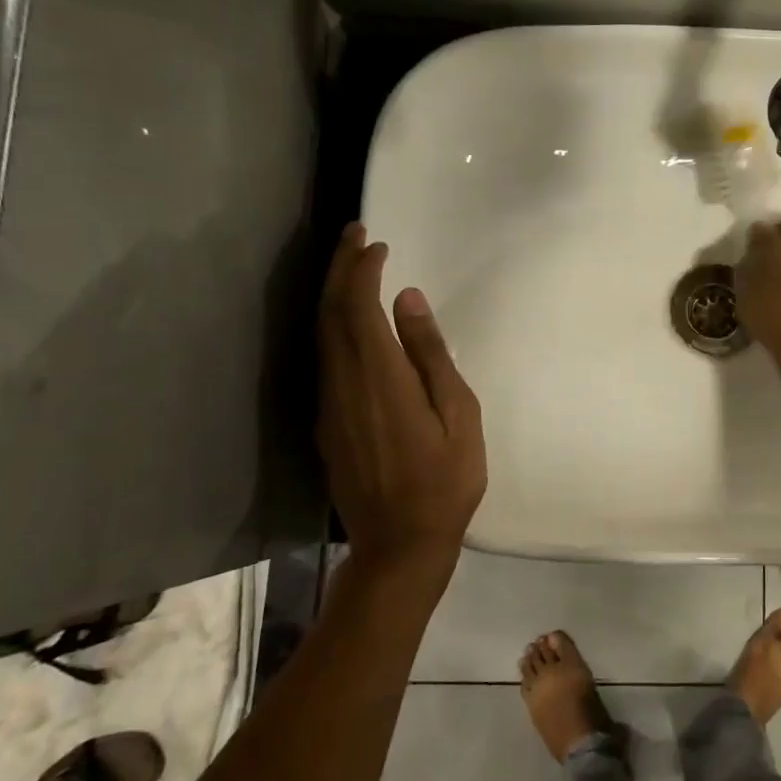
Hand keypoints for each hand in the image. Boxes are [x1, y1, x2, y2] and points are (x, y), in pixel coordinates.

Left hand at [318, 222, 485, 598]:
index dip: (362, 269)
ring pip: (321, 335)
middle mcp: (343, 384)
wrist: (399, 544)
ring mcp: (329, 405)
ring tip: (352, 266)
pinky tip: (351, 322)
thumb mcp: (459, 416)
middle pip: (330, 313)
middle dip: (339, 269)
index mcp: (380, 378)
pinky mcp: (326, 423)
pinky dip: (334, 326)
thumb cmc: (445, 482)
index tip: (376, 242)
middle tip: (355, 235)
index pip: (359, 307)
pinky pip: (325, 359)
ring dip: (333, 295)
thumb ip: (431, 355)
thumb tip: (408, 301)